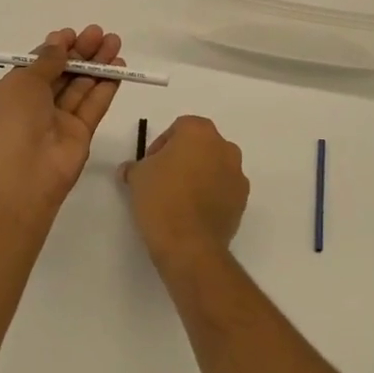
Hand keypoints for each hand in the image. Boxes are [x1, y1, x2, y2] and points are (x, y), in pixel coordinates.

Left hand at [0, 25, 123, 222]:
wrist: (22, 176)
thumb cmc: (11, 121)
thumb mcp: (22, 81)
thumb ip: (46, 61)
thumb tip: (58, 43)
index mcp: (9, 95)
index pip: (35, 67)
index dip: (54, 49)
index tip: (72, 34)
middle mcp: (32, 108)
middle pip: (61, 74)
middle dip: (80, 52)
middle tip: (100, 33)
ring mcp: (57, 122)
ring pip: (80, 87)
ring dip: (97, 65)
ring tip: (115, 42)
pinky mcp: (80, 135)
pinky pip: (93, 106)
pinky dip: (106, 86)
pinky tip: (119, 67)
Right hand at [118, 116, 248, 272]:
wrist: (189, 245)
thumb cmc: (162, 199)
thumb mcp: (137, 177)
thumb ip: (134, 166)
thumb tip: (130, 169)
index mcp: (199, 132)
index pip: (179, 127)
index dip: (162, 144)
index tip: (151, 164)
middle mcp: (224, 147)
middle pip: (201, 145)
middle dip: (184, 157)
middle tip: (164, 178)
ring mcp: (237, 174)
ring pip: (215, 166)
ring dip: (200, 175)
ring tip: (179, 198)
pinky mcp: (243, 200)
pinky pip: (224, 189)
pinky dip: (212, 194)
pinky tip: (194, 213)